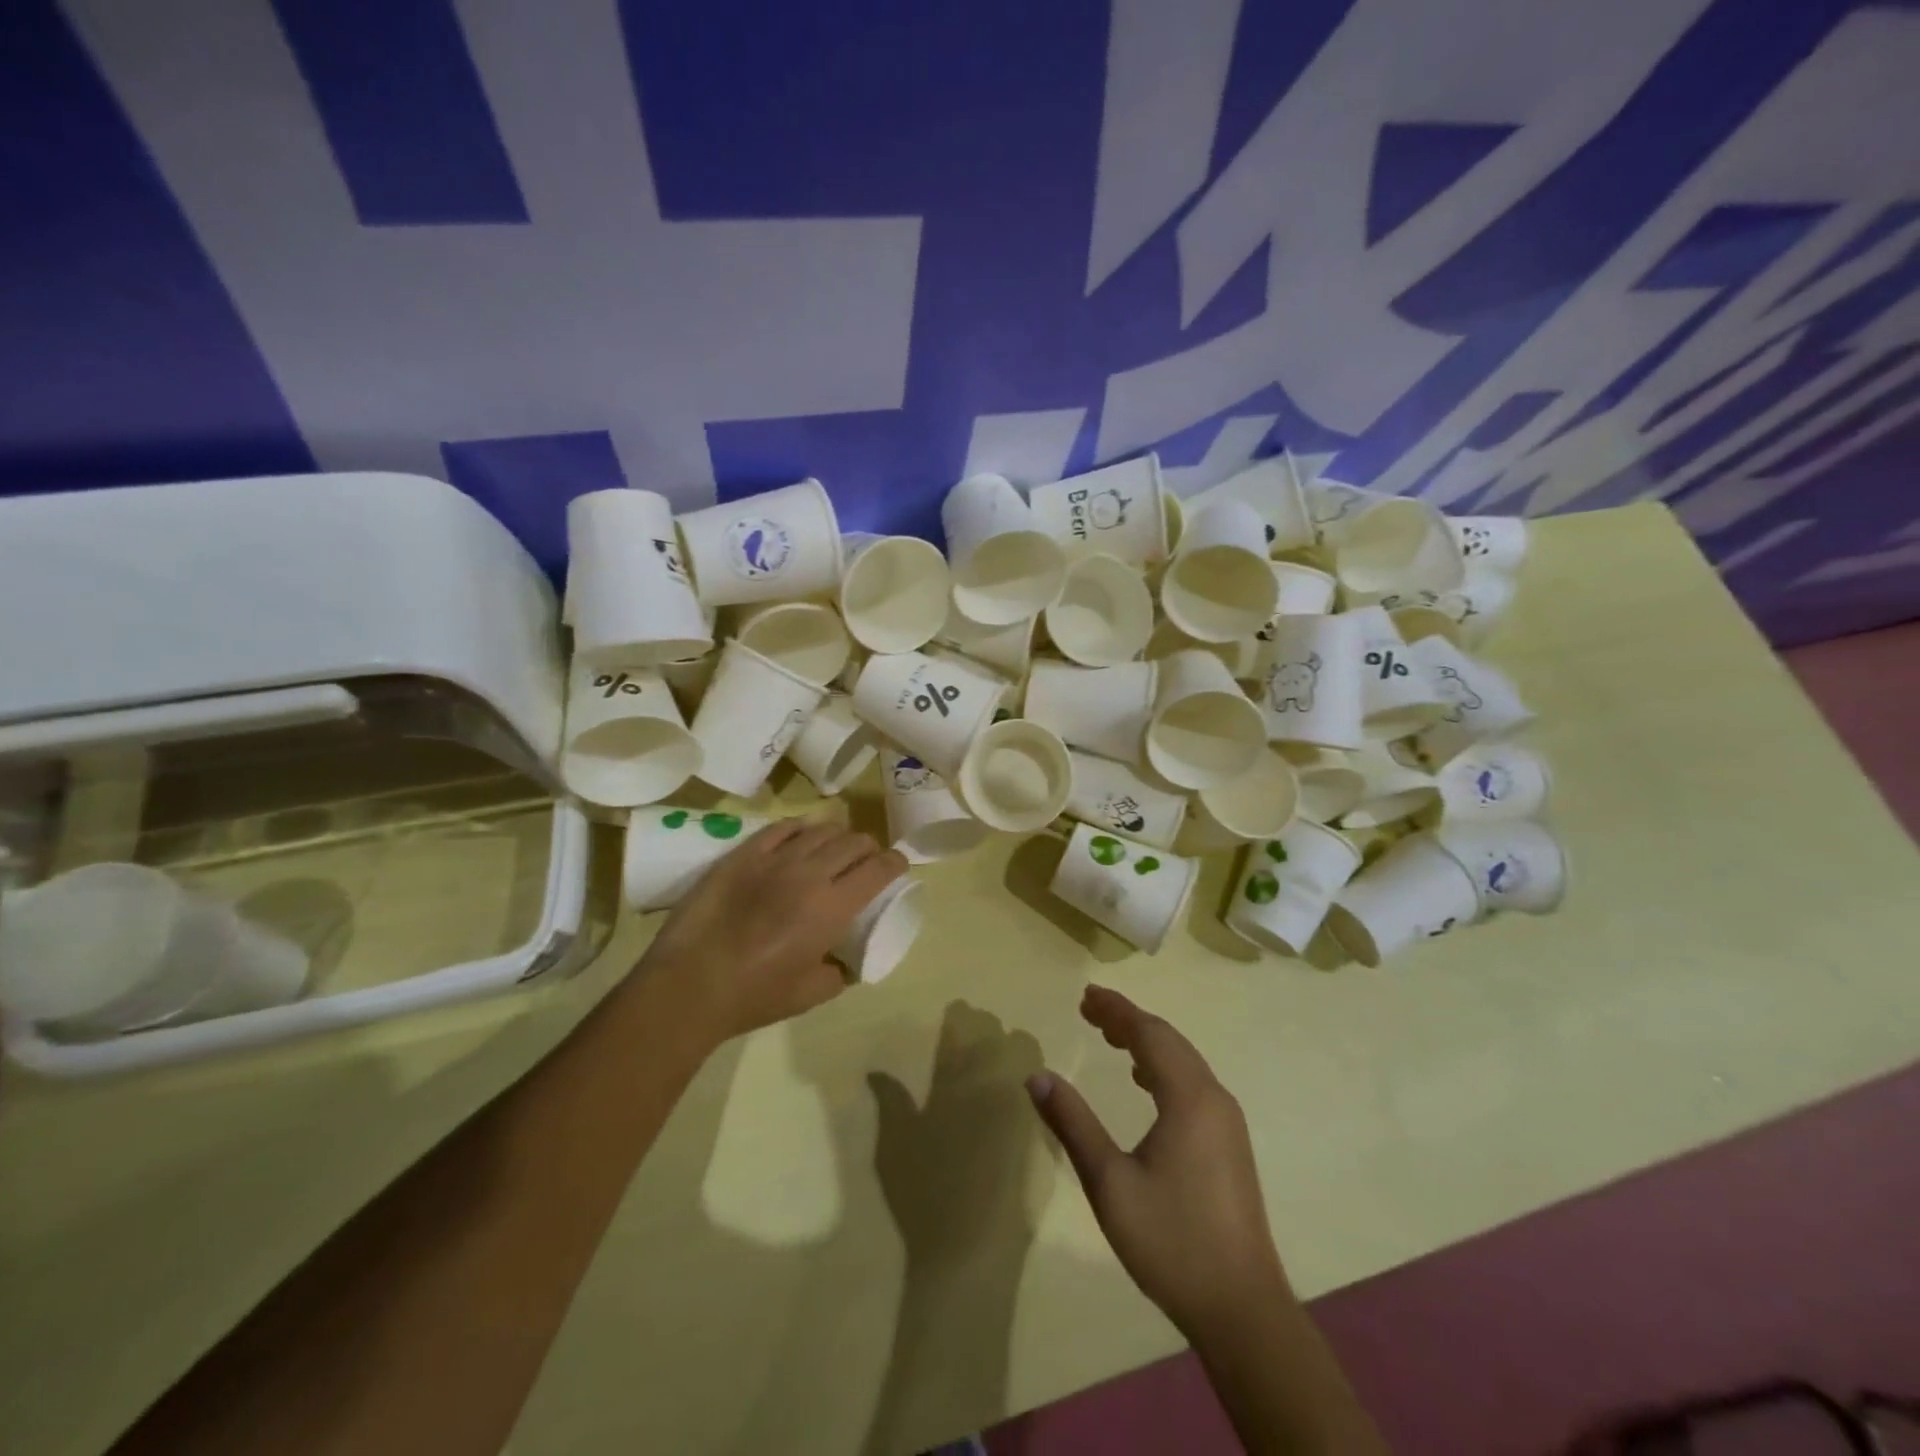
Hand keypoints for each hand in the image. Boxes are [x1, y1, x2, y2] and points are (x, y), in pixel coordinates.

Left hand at [644, 819, 906, 1047]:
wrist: (690, 985)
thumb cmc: (755, 996)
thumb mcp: (813, 994)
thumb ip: (840, 971)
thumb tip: (846, 959)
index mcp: (833, 907)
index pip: (879, 868)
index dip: (895, 862)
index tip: (897, 866)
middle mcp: (810, 873)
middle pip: (854, 841)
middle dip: (869, 848)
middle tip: (866, 861)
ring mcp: (774, 858)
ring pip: (821, 829)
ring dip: (838, 836)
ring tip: (834, 849)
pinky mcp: (743, 854)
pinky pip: (782, 828)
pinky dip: (800, 830)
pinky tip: (800, 839)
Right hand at [1026, 985, 1290, 1339]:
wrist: (1242, 1309)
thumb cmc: (1171, 1241)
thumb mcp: (1109, 1183)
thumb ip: (1073, 1123)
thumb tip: (1037, 1076)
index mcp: (1189, 1098)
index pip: (1150, 1034)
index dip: (1117, 1010)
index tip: (1086, 995)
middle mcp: (1214, 1098)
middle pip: (1169, 1041)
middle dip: (1129, 1020)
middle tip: (1090, 1009)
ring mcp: (1227, 1122)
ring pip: (1184, 1061)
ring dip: (1147, 1042)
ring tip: (1109, 1036)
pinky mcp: (1229, 1144)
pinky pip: (1193, 1083)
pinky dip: (1163, 1067)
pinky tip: (1144, 1081)